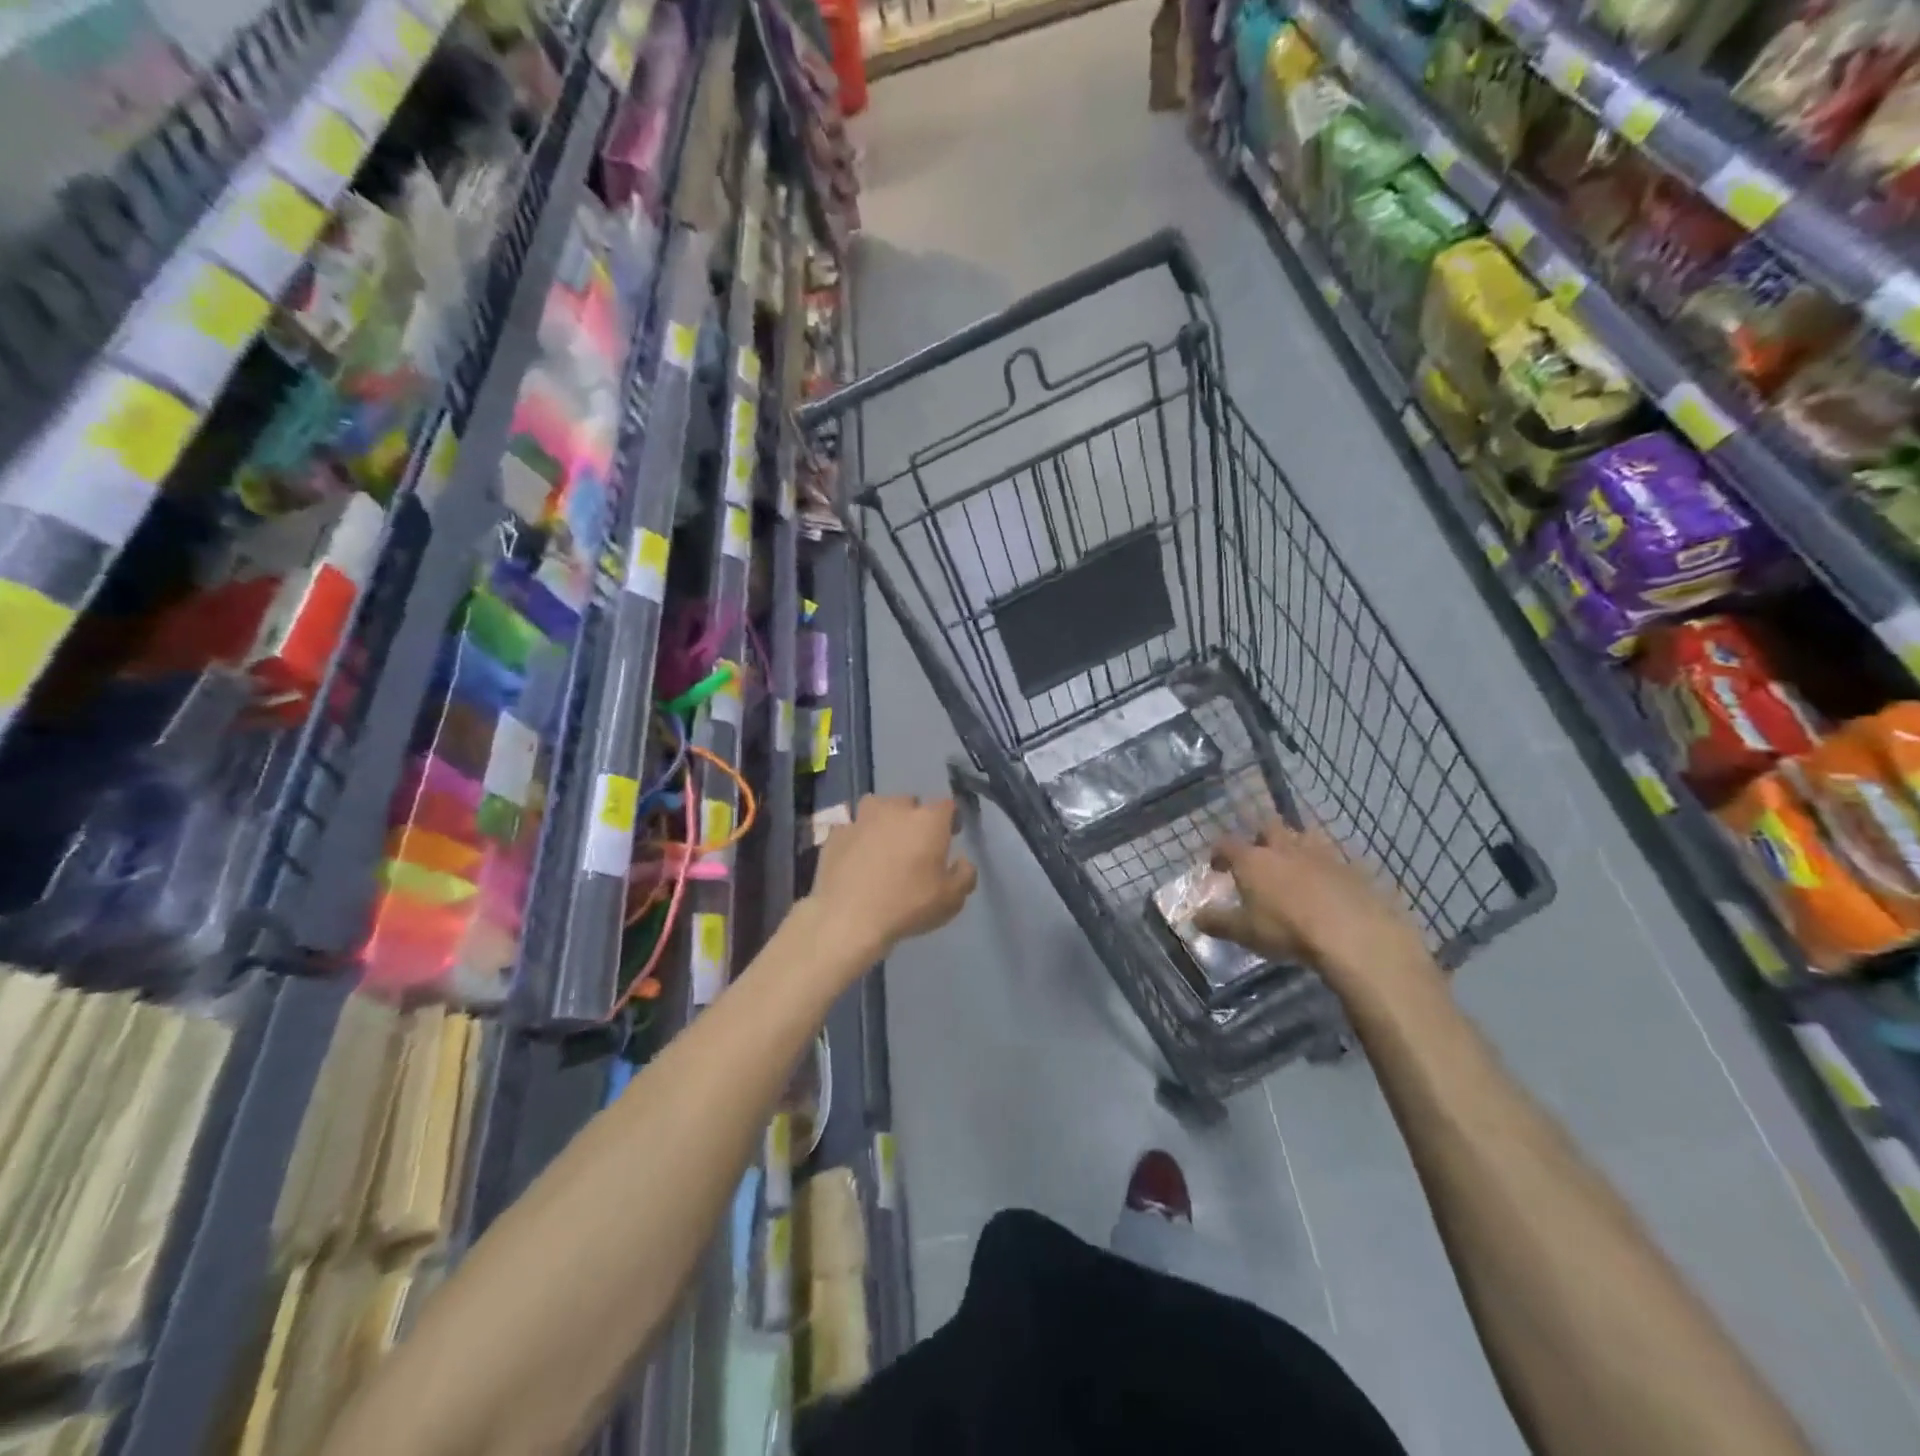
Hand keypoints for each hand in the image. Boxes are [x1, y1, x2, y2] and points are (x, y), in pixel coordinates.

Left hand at [807, 795, 977, 957]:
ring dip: (883, 819)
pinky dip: (856, 836)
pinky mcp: (836, 832)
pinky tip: (855, 856)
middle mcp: (895, 809)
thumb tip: (962, 861)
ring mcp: (861, 818)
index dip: (950, 819)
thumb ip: (965, 875)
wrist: (848, 917)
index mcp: (928, 820)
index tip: (950, 835)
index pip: (947, 805)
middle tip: (914, 845)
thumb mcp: (951, 900)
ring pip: (877, 807)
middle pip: (910, 803)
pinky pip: (851, 827)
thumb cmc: (907, 905)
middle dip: (915, 818)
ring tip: (882, 844)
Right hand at [1194, 817, 1434, 993]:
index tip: (1217, 867)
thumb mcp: (1244, 932)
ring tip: (1295, 866)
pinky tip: (1328, 886)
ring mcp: (1321, 853)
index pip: (1227, 844)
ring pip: (1304, 836)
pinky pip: (1334, 858)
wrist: (1354, 934)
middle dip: (1260, 838)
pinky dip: (1326, 867)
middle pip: (1268, 827)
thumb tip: (1195, 917)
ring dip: (1296, 846)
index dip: (1218, 853)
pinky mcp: (1352, 867)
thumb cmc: (1288, 930)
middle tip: (1259, 858)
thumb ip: (1217, 922)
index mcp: (1253, 859)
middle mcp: (1284, 847)